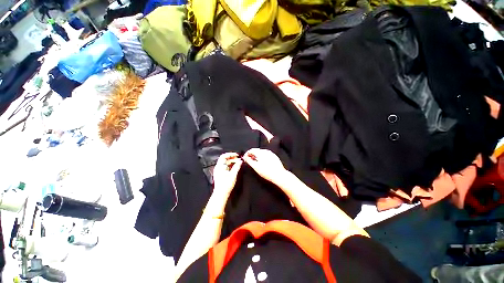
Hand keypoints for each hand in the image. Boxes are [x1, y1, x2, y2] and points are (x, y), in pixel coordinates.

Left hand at [213, 153, 242, 195]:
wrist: (221, 194)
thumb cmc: (226, 185)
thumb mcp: (233, 175)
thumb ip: (237, 167)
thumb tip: (240, 161)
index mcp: (220, 166)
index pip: (224, 156)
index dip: (230, 154)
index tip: (237, 155)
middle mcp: (218, 167)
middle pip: (225, 159)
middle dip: (232, 158)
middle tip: (239, 159)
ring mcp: (219, 170)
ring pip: (226, 163)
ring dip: (232, 162)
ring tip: (239, 163)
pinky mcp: (221, 173)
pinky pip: (226, 166)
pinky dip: (231, 165)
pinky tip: (236, 167)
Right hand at [242, 148, 286, 184]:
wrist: (279, 175)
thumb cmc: (267, 172)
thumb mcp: (256, 167)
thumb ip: (249, 161)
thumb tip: (245, 157)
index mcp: (261, 152)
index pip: (251, 150)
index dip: (247, 154)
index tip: (245, 158)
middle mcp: (266, 151)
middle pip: (256, 150)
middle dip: (251, 154)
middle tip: (249, 160)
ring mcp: (271, 153)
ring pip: (261, 152)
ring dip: (257, 155)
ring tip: (255, 161)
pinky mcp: (274, 157)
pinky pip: (266, 155)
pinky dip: (262, 157)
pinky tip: (262, 162)